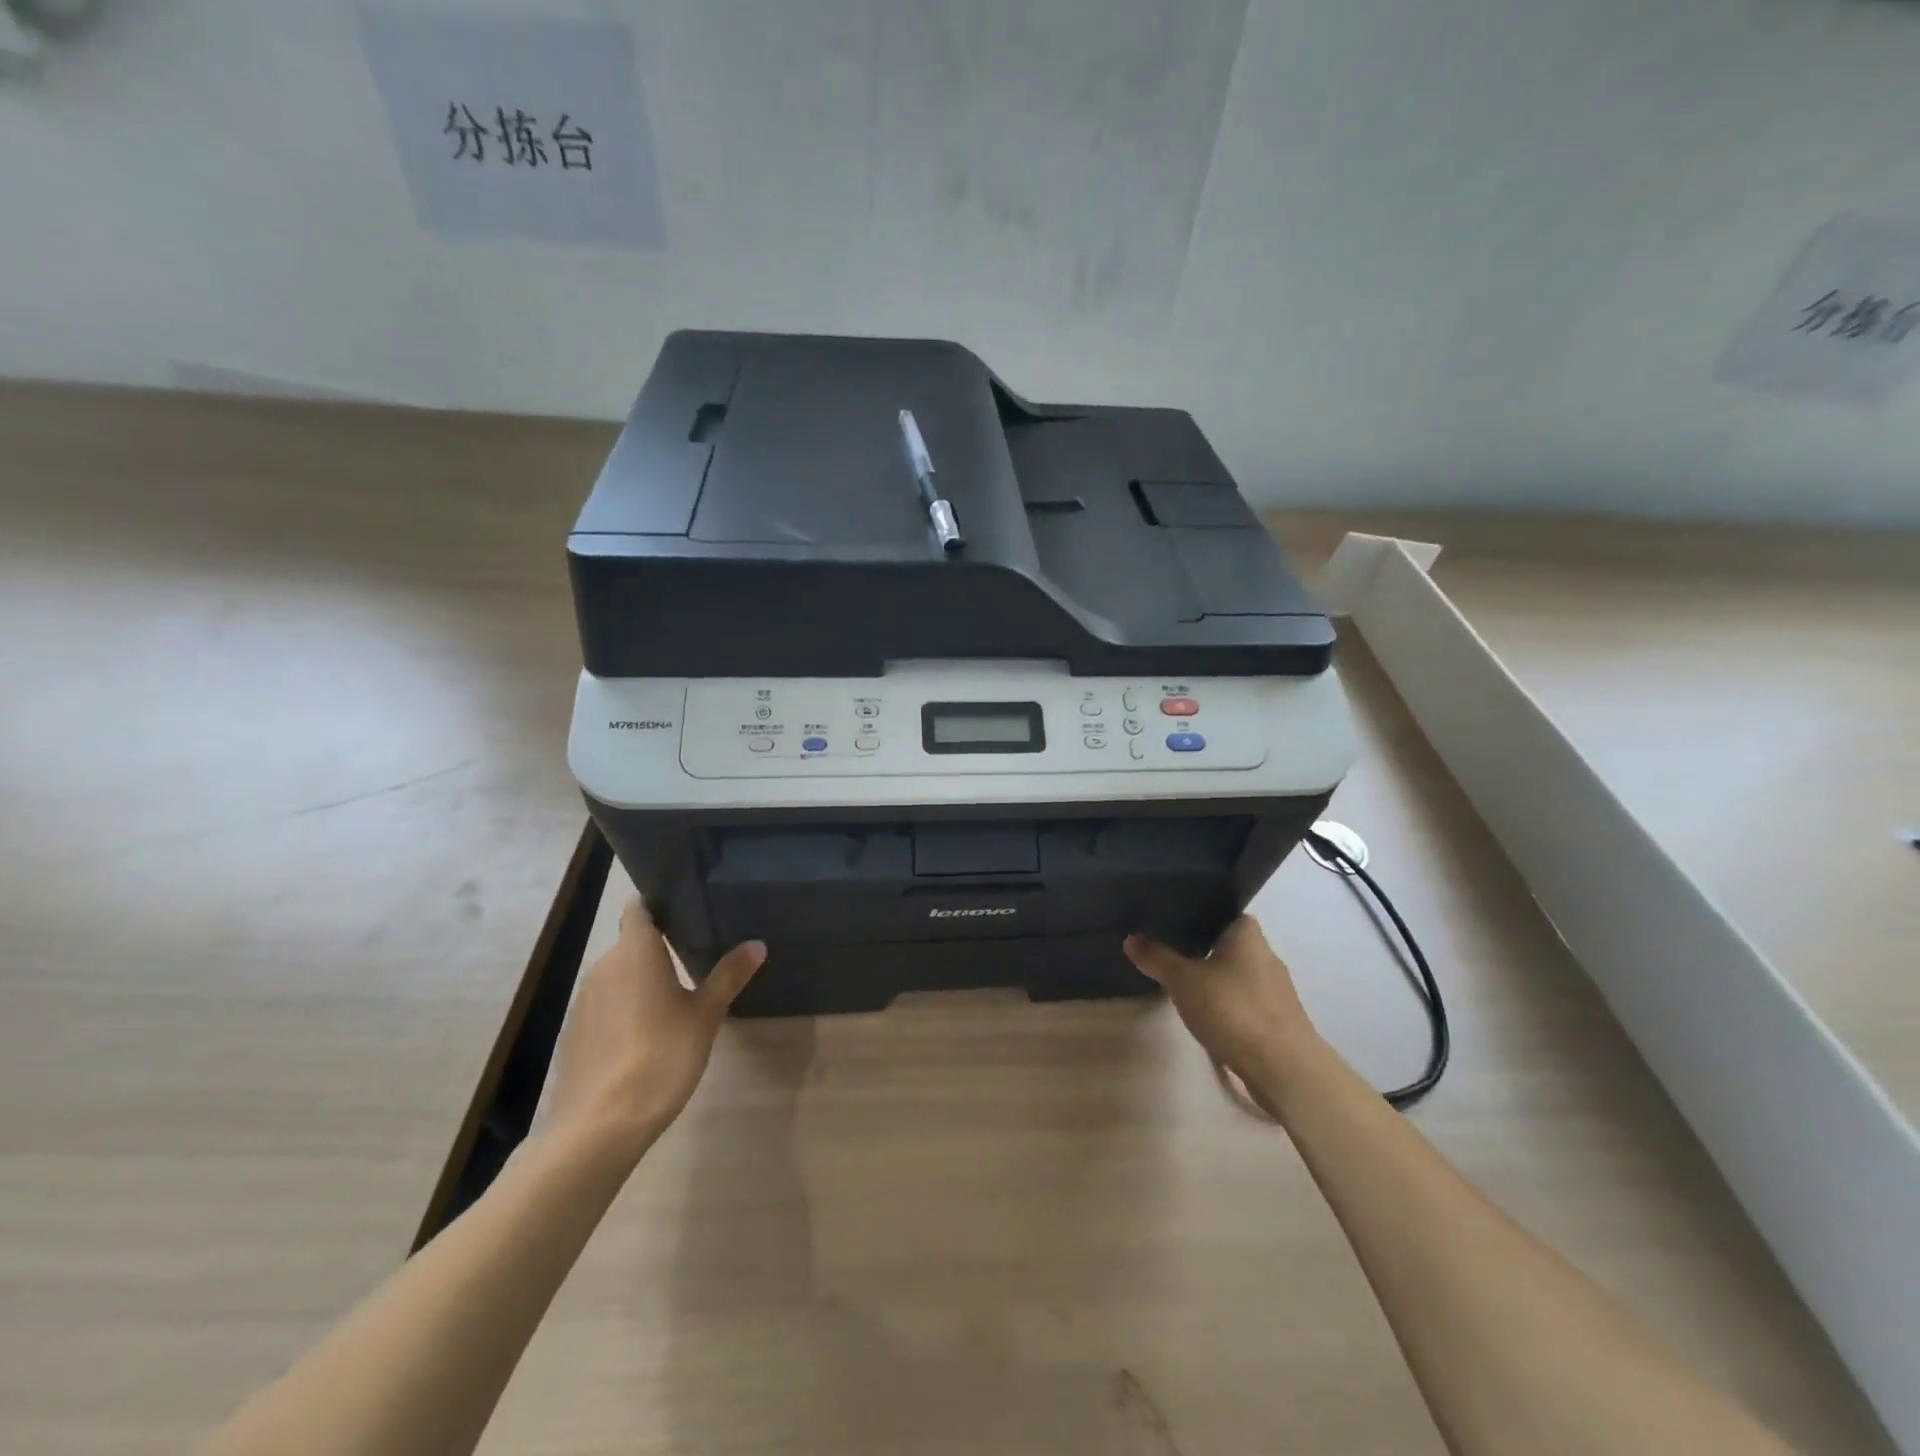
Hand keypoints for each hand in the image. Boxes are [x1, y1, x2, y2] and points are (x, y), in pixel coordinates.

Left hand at [544, 897, 764, 1166]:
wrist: (600, 1125)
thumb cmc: (661, 1056)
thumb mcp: (705, 1015)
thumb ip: (729, 976)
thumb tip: (758, 944)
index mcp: (635, 951)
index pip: (640, 908)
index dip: (659, 903)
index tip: (686, 906)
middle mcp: (604, 966)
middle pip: (632, 942)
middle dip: (659, 946)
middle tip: (698, 952)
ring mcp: (585, 1000)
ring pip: (618, 975)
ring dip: (643, 978)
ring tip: (678, 991)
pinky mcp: (575, 1032)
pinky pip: (606, 1004)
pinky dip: (626, 1007)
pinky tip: (647, 1031)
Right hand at [1125, 917, 1322, 1099]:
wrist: (1283, 1067)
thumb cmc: (1232, 1009)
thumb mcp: (1183, 980)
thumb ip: (1157, 957)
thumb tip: (1130, 938)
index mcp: (1248, 935)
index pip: (1225, 913)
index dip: (1202, 915)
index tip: (1175, 923)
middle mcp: (1267, 955)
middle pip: (1231, 944)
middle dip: (1205, 949)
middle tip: (1171, 954)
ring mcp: (1276, 990)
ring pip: (1239, 975)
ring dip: (1217, 980)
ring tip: (1185, 986)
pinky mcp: (1280, 1020)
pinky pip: (1246, 1001)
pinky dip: (1229, 1005)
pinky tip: (1209, 1016)